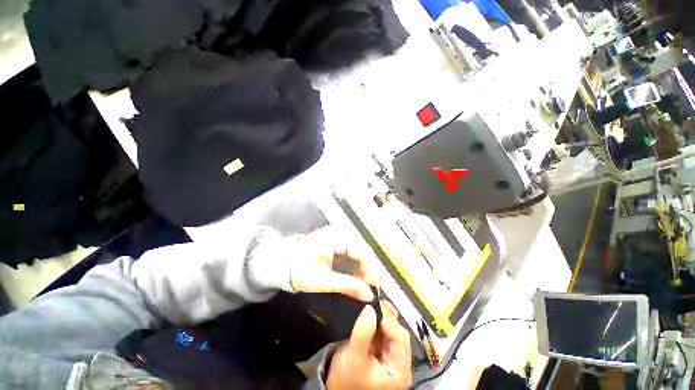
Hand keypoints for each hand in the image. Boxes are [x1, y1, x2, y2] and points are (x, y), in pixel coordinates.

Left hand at [289, 227, 379, 301]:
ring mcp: (339, 236)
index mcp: (336, 238)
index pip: (362, 252)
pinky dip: (356, 266)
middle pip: (363, 251)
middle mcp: (340, 233)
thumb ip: (347, 286)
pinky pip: (352, 253)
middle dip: (369, 271)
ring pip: (359, 252)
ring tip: (365, 285)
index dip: (372, 270)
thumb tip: (369, 295)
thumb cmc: (299, 270)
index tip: (376, 288)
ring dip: (363, 269)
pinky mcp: (337, 241)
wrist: (283, 262)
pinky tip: (357, 277)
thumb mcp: (322, 281)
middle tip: (372, 289)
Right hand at [327, 301, 411, 389]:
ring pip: (391, 327)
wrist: (335, 388)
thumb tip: (370, 308)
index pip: (401, 339)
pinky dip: (377, 318)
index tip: (374, 307)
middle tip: (372, 302)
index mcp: (399, 370)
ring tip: (371, 305)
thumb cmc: (347, 378)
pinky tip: (370, 311)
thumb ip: (363, 332)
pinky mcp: (382, 348)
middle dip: (386, 316)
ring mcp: (391, 354)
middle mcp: (399, 362)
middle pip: (398, 332)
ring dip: (381, 315)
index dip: (389, 321)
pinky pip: (382, 329)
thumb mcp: (353, 357)